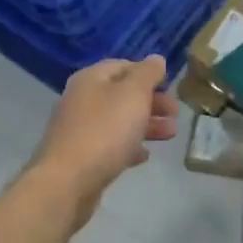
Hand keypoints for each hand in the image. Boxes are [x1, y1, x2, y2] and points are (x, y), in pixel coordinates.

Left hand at [27, 56, 178, 223]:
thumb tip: (156, 59)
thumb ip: (148, 73)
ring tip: (170, 135)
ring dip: (146, 125)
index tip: (170, 86)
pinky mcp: (81, 157)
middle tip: (175, 114)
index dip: (148, 73)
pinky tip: (144, 156)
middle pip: (122, 95)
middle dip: (152, 102)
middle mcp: (82, 100)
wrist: (67, 183)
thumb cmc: (104, 131)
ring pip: (119, 121)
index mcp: (91, 79)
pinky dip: (129, 146)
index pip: (124, 65)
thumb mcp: (133, 94)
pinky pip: (110, 145)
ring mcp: (79, 130)